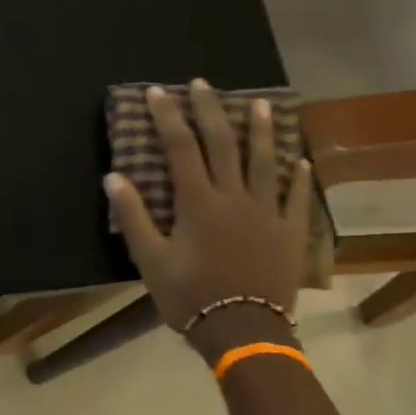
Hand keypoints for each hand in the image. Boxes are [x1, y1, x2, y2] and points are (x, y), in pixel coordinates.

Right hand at [105, 81, 311, 360]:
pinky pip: (297, 198)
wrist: (243, 331)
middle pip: (223, 143)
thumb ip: (133, 217)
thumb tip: (113, 177)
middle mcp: (235, 196)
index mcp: (199, 202)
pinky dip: (299, 178)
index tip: (157, 92)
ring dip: (262, 130)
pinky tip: (302, 161)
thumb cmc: (190, 296)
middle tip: (203, 84)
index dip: (168, 116)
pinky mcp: (290, 232)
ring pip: (266, 161)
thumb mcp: (151, 260)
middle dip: (211, 110)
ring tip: (261, 103)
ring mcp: (267, 212)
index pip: (180, 147)